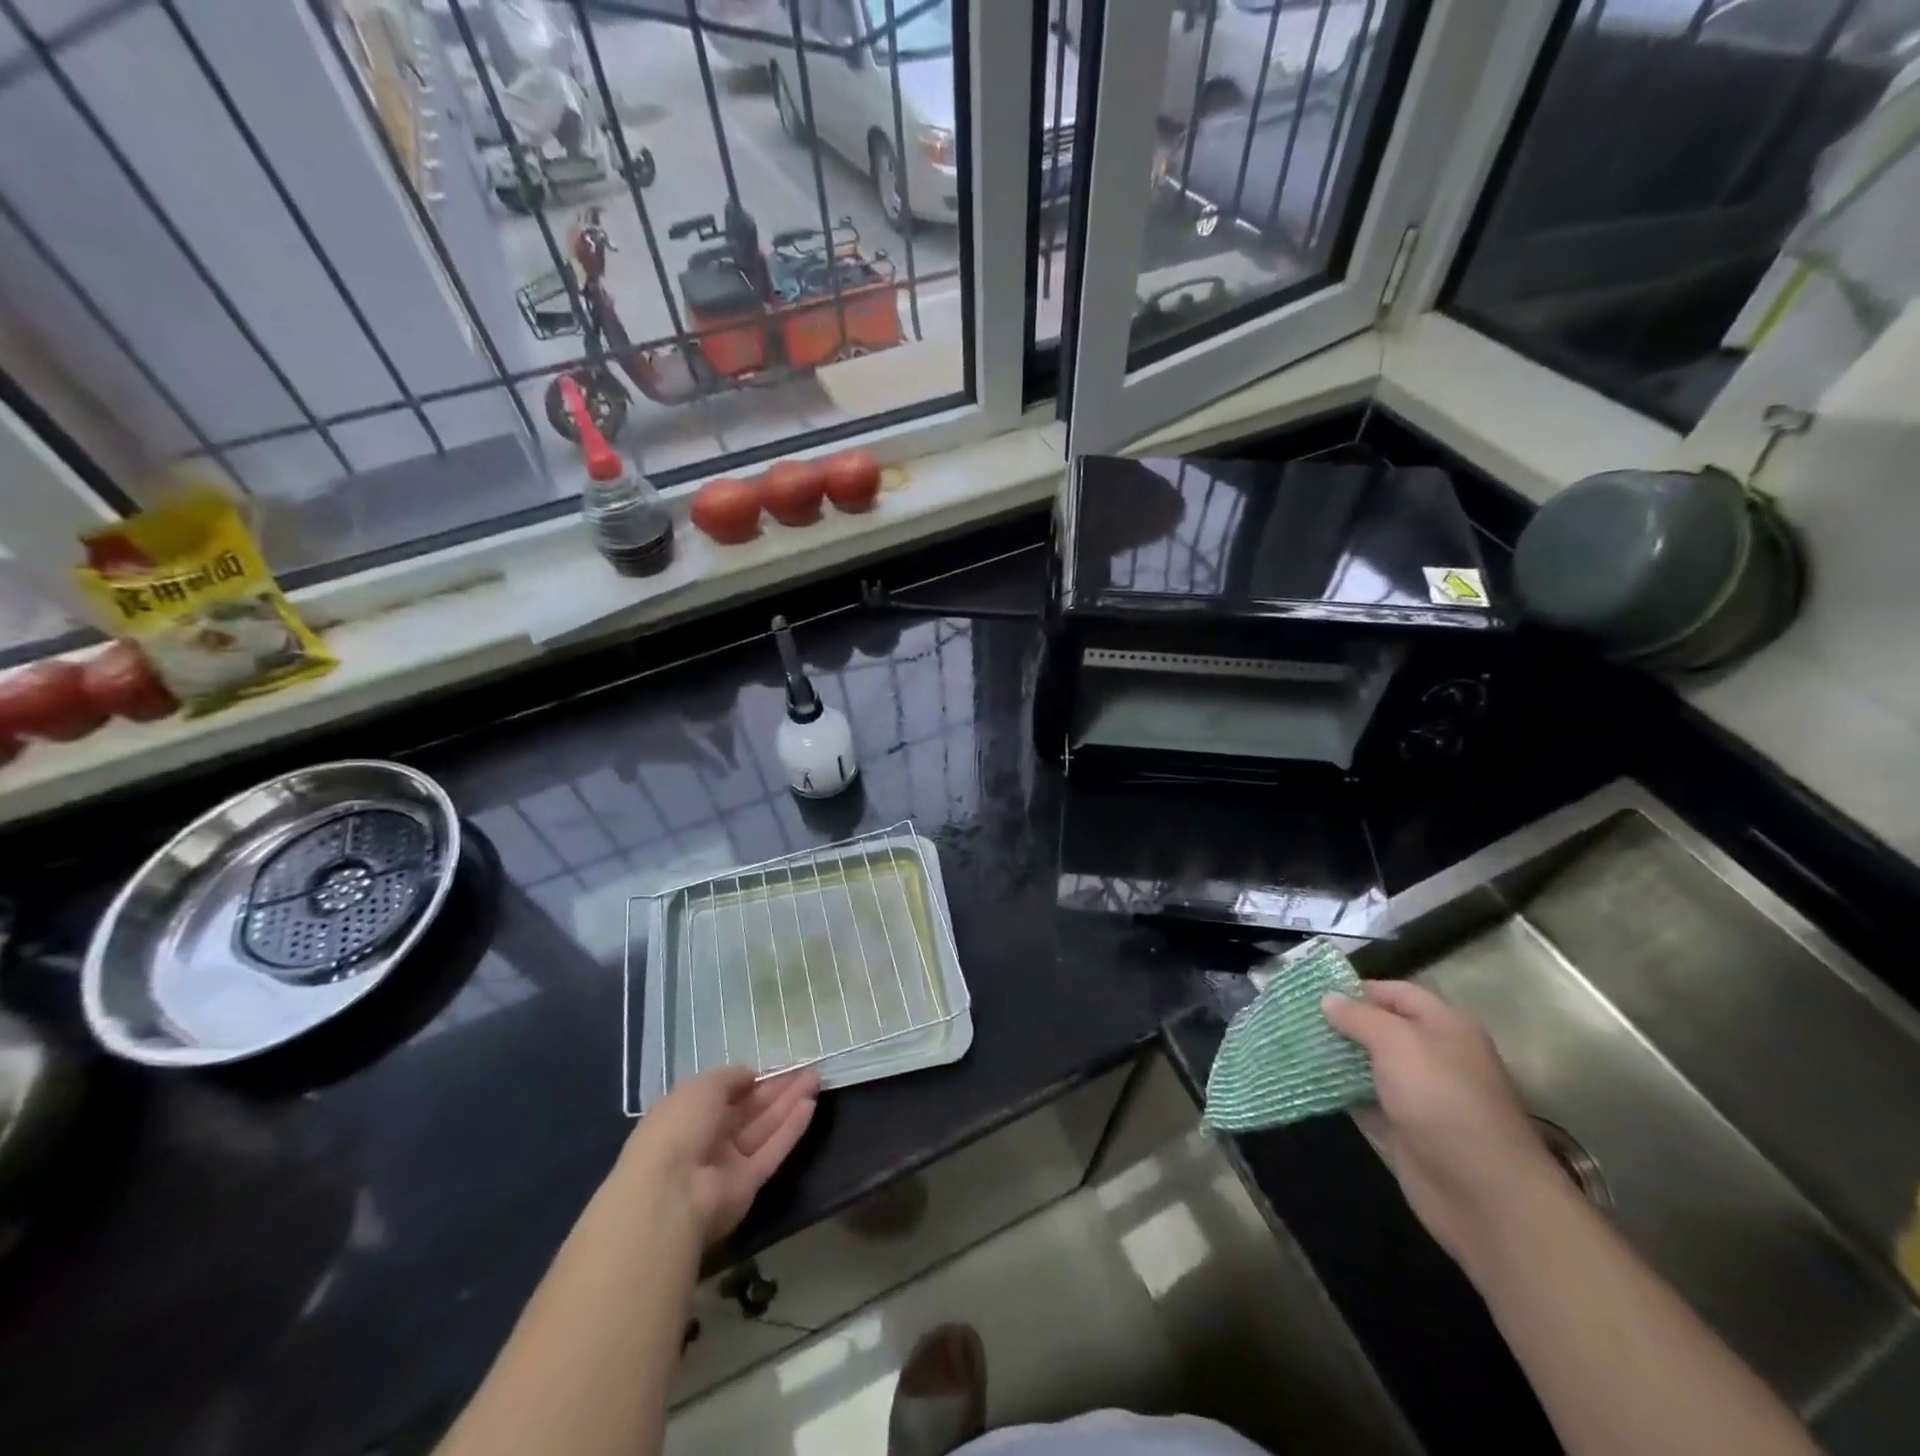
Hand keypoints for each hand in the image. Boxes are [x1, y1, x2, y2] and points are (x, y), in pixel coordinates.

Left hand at [619, 1066, 820, 1249]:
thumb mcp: (701, 1087)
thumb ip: (730, 1077)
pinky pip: (772, 1151)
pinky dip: (791, 1129)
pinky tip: (810, 1106)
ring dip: (789, 1103)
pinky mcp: (748, 1184)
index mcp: (688, 1114)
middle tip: (807, 1070)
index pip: (725, 1094)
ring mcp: (729, 1163)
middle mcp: (709, 1138)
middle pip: (750, 1110)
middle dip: (778, 1089)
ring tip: (816, 1079)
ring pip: (764, 1128)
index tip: (777, 1067)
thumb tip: (750, 1076)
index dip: (751, 1080)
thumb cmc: (679, 1127)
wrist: (671, 1193)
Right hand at [1322, 981, 1562, 1273]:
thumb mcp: (1398, 1044)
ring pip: (1369, 1064)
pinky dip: (1338, 1090)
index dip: (1356, 988)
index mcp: (1445, 1027)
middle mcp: (1434, 1056)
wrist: (1484, 1195)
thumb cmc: (1443, 1102)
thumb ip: (1360, 1017)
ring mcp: (1419, 1095)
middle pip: (1380, 1028)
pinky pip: (1365, 1099)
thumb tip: (1328, 998)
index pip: (1396, 993)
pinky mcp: (1404, 1128)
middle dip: (1340, 1022)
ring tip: (1291, 1043)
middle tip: (1293, 1017)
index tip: (1311, 990)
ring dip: (1335, 1056)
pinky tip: (1306, 1080)